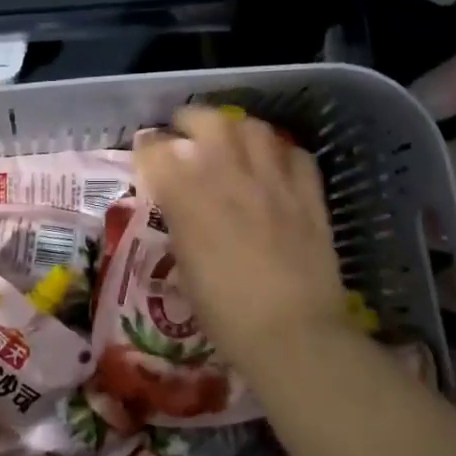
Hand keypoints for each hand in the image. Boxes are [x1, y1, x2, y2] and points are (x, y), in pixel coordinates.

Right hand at [135, 106, 347, 370]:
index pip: (160, 152)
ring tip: (231, 139)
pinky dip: (281, 152)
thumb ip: (181, 224)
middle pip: (210, 123)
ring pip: (255, 129)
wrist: (294, 336)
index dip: (148, 147)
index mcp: (192, 202)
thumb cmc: (228, 316)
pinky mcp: (310, 197)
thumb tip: (177, 201)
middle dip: (191, 120)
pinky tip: (274, 163)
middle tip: (185, 130)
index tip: (146, 151)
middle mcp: (232, 181)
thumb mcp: (187, 270)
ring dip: (237, 128)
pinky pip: (297, 155)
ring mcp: (275, 184)